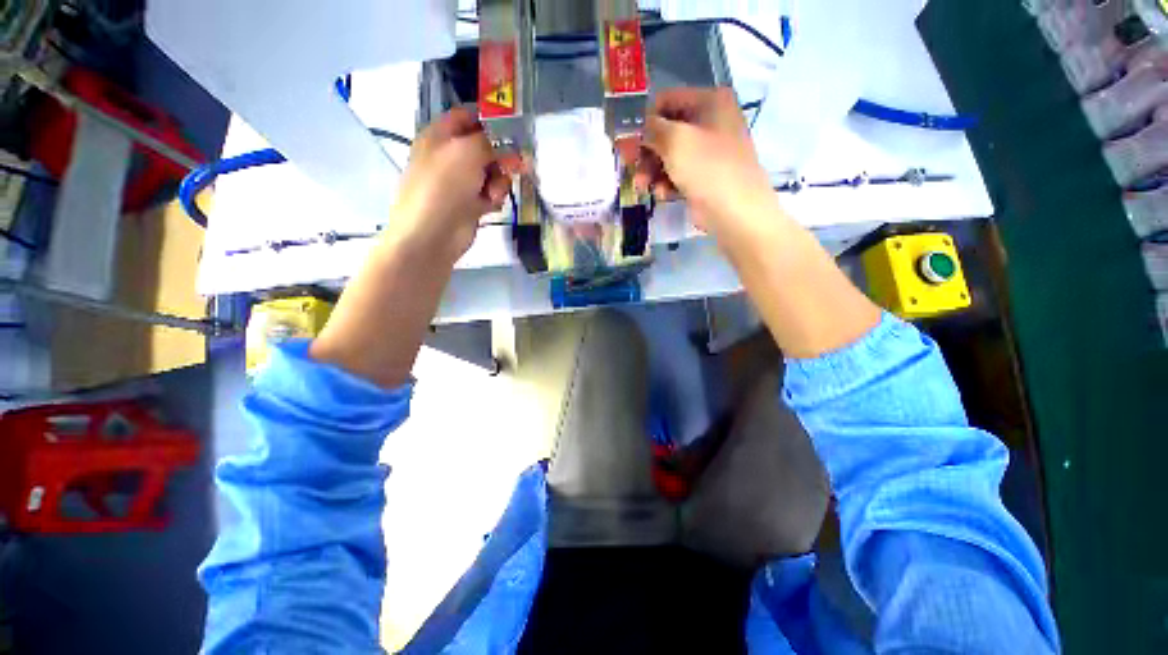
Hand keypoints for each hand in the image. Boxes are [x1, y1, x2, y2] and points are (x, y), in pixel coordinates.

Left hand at [384, 107, 511, 263]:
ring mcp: (461, 181)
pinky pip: (492, 193)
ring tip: (492, 194)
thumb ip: (492, 142)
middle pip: (487, 146)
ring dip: (499, 182)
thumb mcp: (468, 152)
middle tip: (516, 166)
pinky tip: (489, 205)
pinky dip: (494, 198)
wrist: (432, 233)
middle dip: (502, 157)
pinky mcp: (471, 203)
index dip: (492, 119)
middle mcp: (451, 155)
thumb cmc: (444, 186)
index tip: (516, 129)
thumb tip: (514, 145)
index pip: (469, 116)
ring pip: (493, 172)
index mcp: (441, 135)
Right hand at [636, 88, 781, 247]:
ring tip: (642, 185)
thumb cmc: (707, 168)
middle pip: (665, 130)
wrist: (735, 212)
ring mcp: (707, 151)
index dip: (643, 119)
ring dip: (651, 170)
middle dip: (645, 150)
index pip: (666, 100)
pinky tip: (662, 194)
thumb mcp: (675, 141)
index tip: (623, 139)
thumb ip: (648, 129)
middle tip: (628, 165)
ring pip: (668, 155)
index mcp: (710, 101)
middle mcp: (710, 122)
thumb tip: (627, 127)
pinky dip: (665, 182)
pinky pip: (676, 173)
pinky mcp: (702, 176)